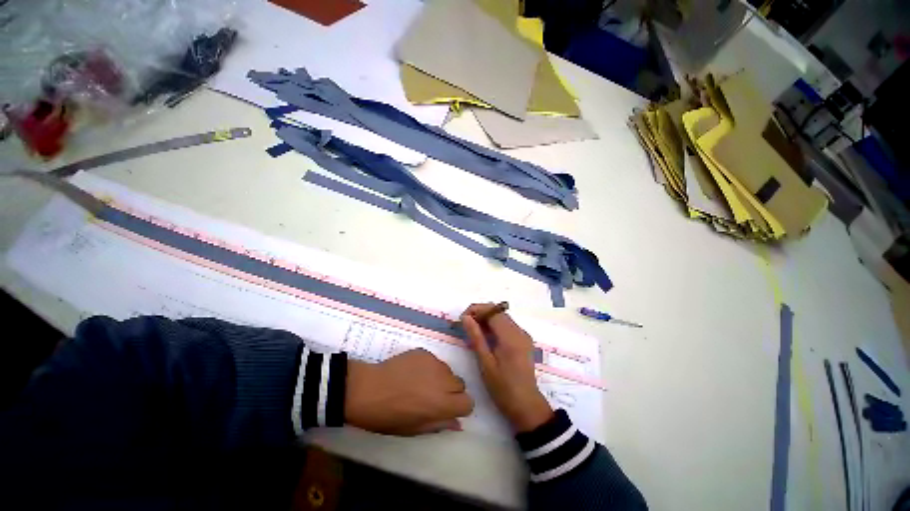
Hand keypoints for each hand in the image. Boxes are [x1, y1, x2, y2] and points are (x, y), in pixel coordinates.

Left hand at [345, 349, 473, 434]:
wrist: (368, 389)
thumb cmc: (389, 416)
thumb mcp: (414, 429)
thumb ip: (440, 424)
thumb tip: (458, 424)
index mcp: (442, 403)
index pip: (468, 402)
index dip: (459, 406)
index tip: (448, 408)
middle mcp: (443, 380)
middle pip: (460, 384)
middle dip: (451, 391)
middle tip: (433, 396)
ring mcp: (434, 363)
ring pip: (448, 371)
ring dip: (441, 378)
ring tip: (421, 383)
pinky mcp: (424, 352)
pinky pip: (434, 361)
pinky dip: (429, 367)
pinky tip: (413, 372)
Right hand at [461, 304, 552, 432]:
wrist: (526, 406)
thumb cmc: (503, 388)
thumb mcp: (485, 363)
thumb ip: (476, 337)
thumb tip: (465, 317)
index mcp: (511, 336)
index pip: (492, 311)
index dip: (476, 310)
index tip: (462, 318)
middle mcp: (520, 331)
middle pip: (498, 312)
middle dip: (480, 313)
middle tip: (465, 324)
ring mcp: (523, 335)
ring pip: (502, 317)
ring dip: (487, 319)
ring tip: (472, 330)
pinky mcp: (523, 340)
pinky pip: (507, 325)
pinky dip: (494, 326)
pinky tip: (485, 336)